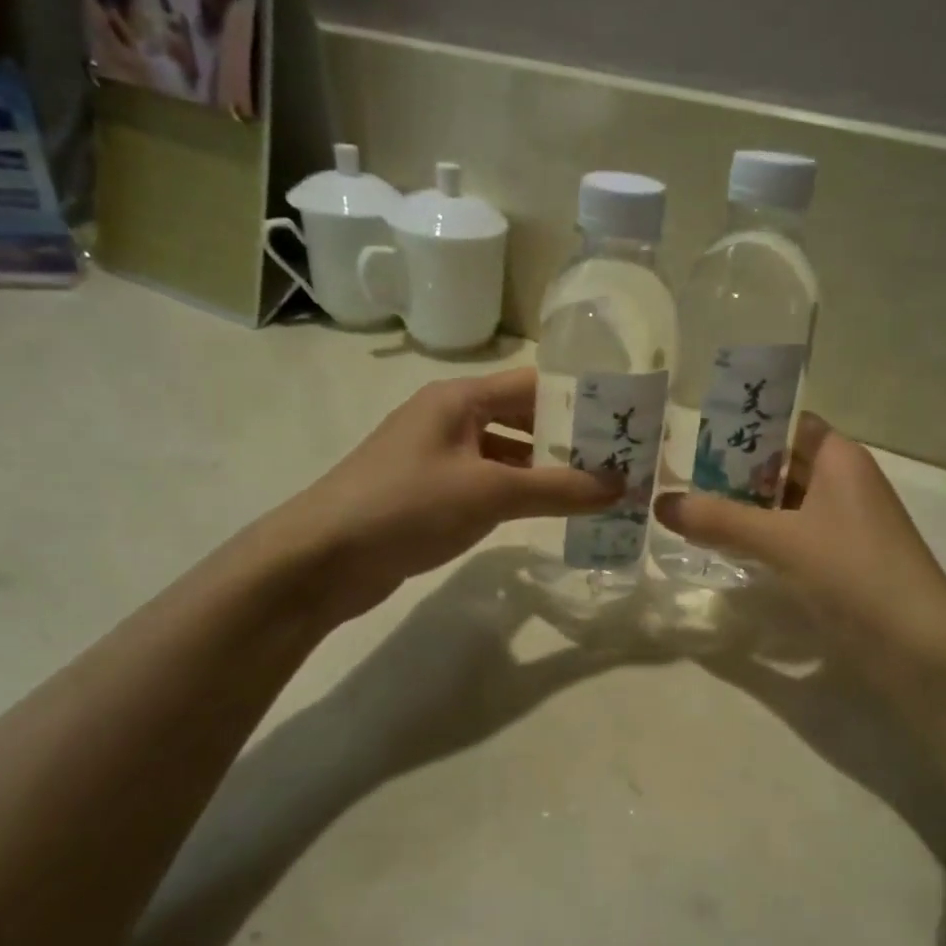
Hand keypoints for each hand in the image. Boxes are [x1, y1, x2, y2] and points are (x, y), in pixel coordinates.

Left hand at [267, 369, 619, 624]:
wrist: (321, 560)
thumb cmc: (406, 507)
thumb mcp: (489, 493)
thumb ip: (557, 489)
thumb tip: (621, 486)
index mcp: (459, 399)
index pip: (533, 385)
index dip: (579, 401)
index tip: (624, 423)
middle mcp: (449, 419)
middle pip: (522, 419)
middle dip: (568, 441)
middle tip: (619, 464)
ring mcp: (437, 458)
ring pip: (505, 455)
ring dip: (545, 472)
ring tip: (596, 491)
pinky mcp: (429, 493)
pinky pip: (486, 484)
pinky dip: (518, 495)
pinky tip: (547, 513)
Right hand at [654, 416, 945, 662]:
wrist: (918, 647)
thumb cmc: (854, 572)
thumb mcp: (782, 540)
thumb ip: (720, 520)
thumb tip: (661, 503)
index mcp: (840, 459)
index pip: (787, 426)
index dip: (745, 427)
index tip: (696, 436)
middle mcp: (844, 483)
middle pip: (782, 465)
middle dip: (735, 471)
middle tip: (679, 476)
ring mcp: (843, 524)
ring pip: (785, 504)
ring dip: (745, 508)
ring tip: (690, 510)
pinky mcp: (839, 561)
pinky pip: (792, 536)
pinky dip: (761, 537)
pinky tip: (725, 548)